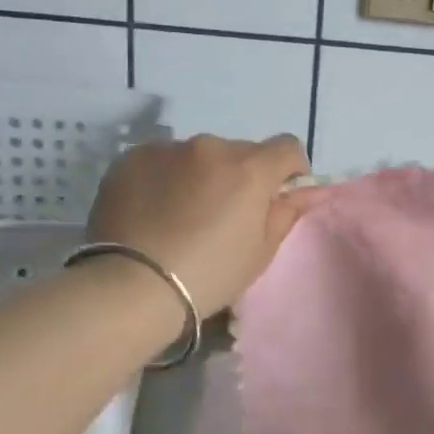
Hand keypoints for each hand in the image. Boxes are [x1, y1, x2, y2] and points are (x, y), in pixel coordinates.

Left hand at [85, 134, 315, 318]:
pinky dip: (166, 178)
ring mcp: (167, 149)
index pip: (287, 147)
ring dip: (202, 175)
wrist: (131, 286)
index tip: (278, 196)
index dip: (290, 169)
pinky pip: (162, 161)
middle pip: (240, 152)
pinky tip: (154, 211)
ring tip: (182, 215)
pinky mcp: (131, 158)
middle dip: (241, 176)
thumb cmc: (209, 275)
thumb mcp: (259, 253)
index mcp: (250, 168)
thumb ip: (284, 214)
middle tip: (225, 215)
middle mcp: (211, 146)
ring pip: (199, 156)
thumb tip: (302, 192)